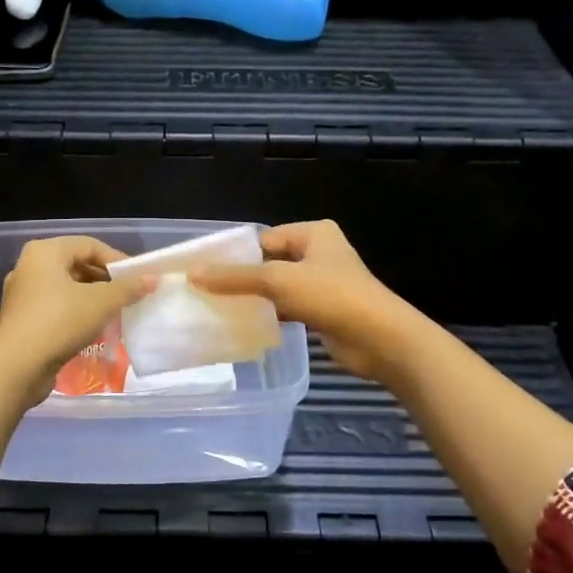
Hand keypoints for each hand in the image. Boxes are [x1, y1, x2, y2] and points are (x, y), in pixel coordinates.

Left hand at [0, 236, 152, 401]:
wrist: (16, 367)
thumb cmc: (59, 322)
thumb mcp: (100, 303)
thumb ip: (127, 289)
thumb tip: (152, 279)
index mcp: (45, 252)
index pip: (89, 245)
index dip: (117, 259)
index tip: (138, 278)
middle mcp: (30, 267)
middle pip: (76, 265)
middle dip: (105, 280)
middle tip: (129, 295)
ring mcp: (23, 294)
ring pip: (66, 288)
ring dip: (93, 298)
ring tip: (116, 312)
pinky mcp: (23, 319)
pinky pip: (56, 307)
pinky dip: (76, 313)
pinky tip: (94, 328)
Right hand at [194, 220, 417, 380]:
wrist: (380, 339)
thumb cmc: (331, 296)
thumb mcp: (277, 281)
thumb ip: (235, 277)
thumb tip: (193, 273)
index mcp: (313, 233)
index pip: (263, 239)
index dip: (234, 254)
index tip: (203, 271)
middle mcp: (319, 253)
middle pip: (270, 263)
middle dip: (242, 278)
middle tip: (206, 292)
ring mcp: (323, 283)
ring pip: (278, 287)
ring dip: (255, 299)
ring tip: (218, 309)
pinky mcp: (324, 311)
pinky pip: (288, 308)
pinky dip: (270, 315)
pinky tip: (246, 326)